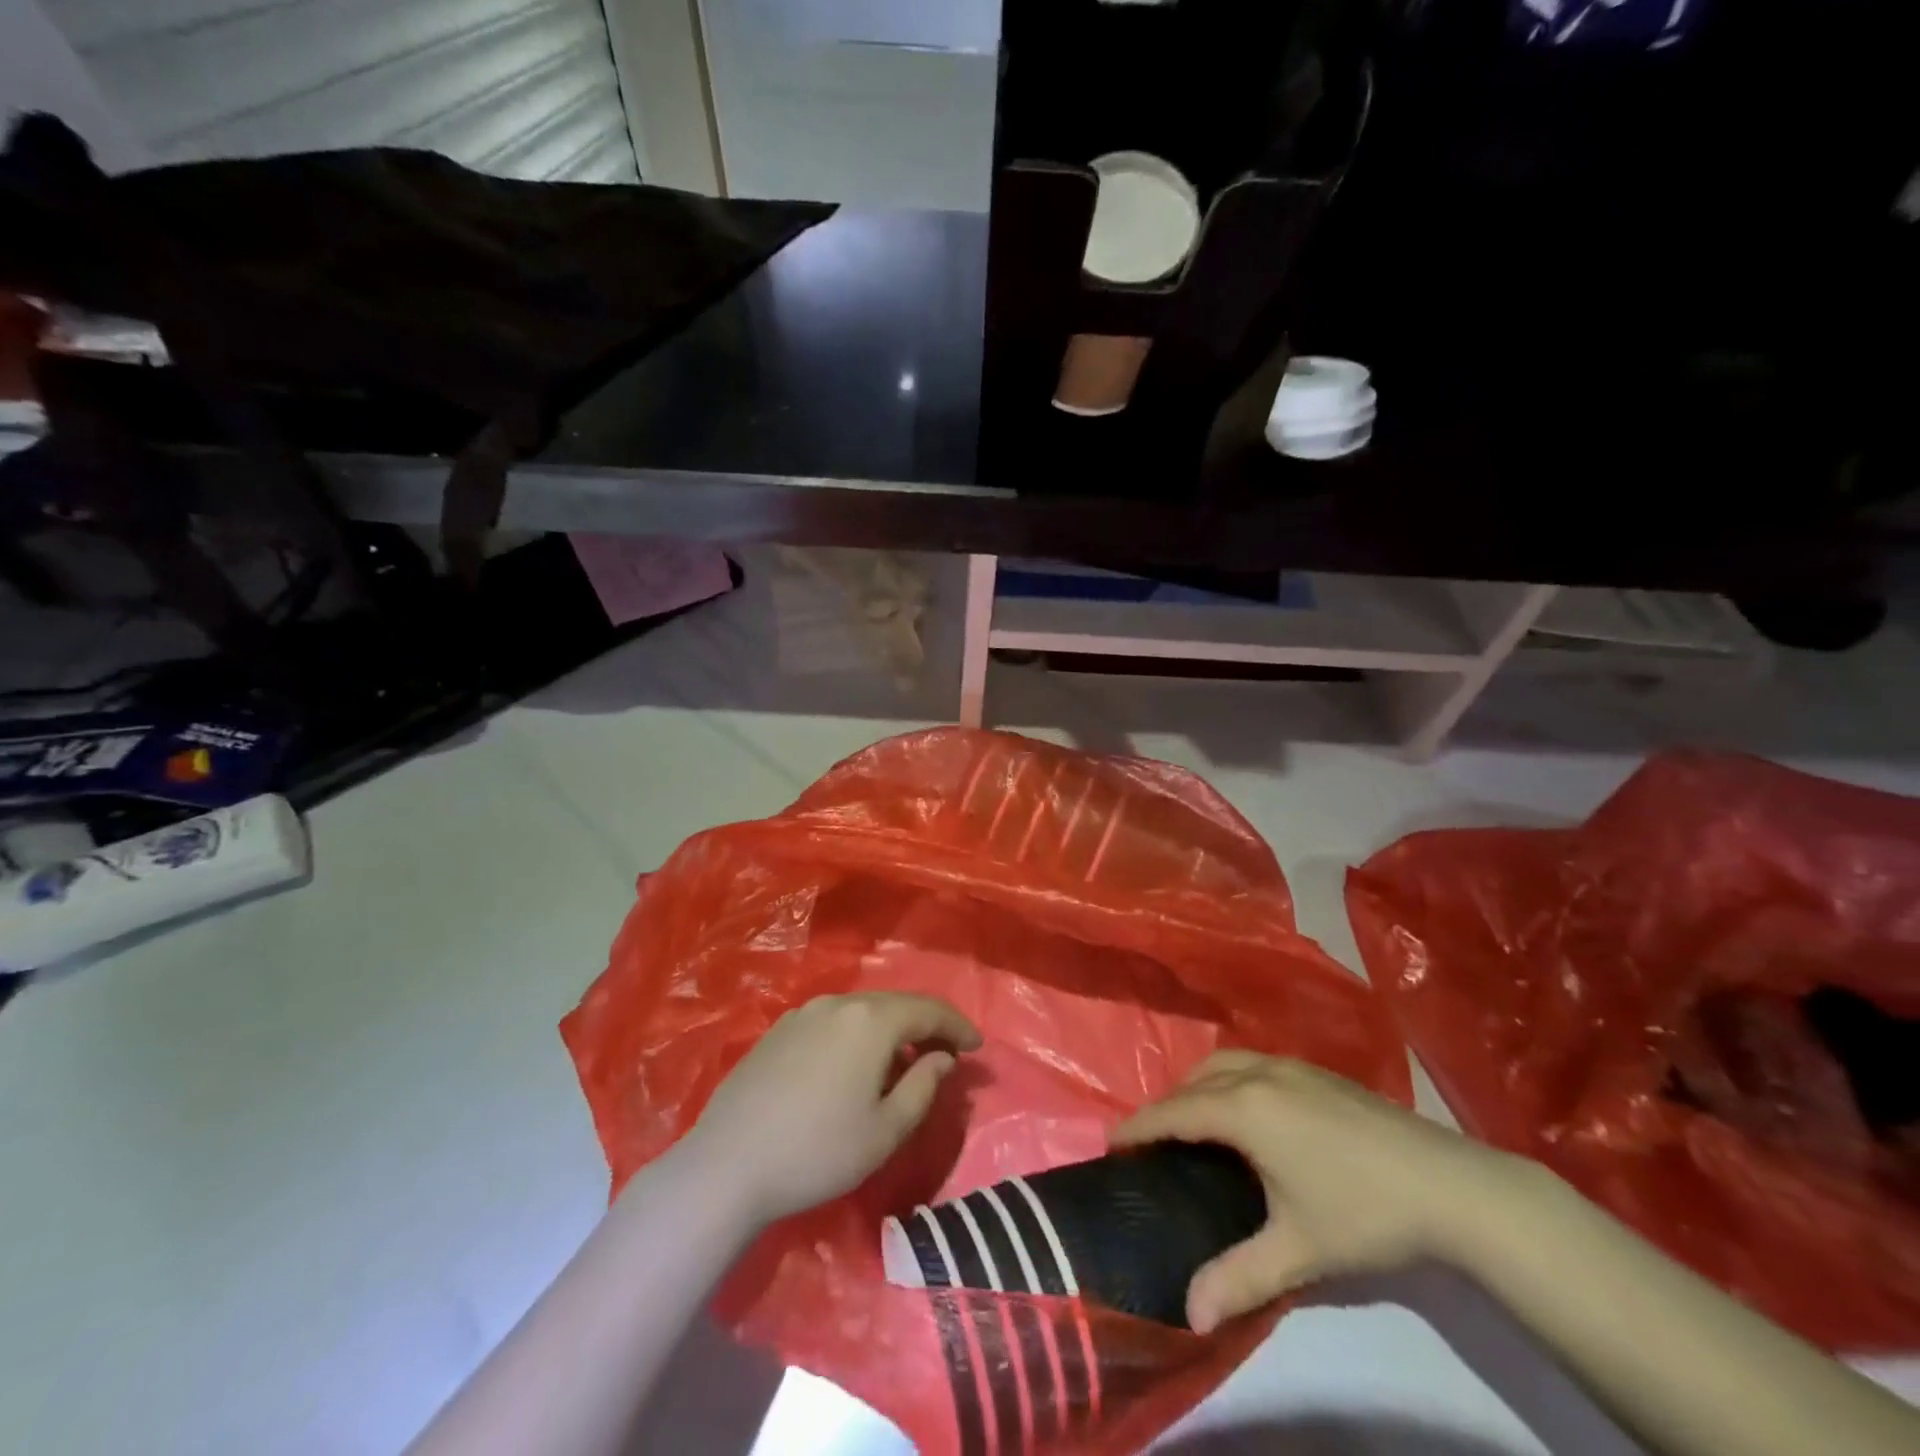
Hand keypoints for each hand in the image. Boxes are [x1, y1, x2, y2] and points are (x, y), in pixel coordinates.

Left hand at [681, 992, 981, 1224]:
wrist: (727, 1165)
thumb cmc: (817, 1151)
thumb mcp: (885, 1130)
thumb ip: (923, 1086)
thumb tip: (941, 1058)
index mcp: (870, 1020)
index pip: (928, 1009)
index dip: (957, 1026)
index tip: (977, 1047)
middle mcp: (838, 1003)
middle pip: (894, 1005)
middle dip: (925, 1025)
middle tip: (946, 1054)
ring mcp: (803, 1013)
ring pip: (862, 1011)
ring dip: (890, 1030)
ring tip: (903, 1061)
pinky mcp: (778, 1030)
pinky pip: (833, 1022)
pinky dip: (857, 1035)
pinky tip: (854, 1065)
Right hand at [1112, 1052, 1528, 1332]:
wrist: (1452, 1186)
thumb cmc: (1364, 1213)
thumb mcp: (1298, 1250)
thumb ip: (1240, 1277)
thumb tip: (1191, 1313)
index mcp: (1245, 1109)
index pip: (1175, 1111)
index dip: (1140, 1125)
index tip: (1111, 1141)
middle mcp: (1260, 1074)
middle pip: (1195, 1079)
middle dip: (1168, 1103)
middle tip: (1154, 1140)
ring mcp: (1292, 1067)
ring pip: (1225, 1063)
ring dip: (1199, 1085)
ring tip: (1196, 1121)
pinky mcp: (1318, 1072)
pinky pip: (1252, 1063)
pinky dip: (1229, 1079)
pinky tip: (1248, 1110)